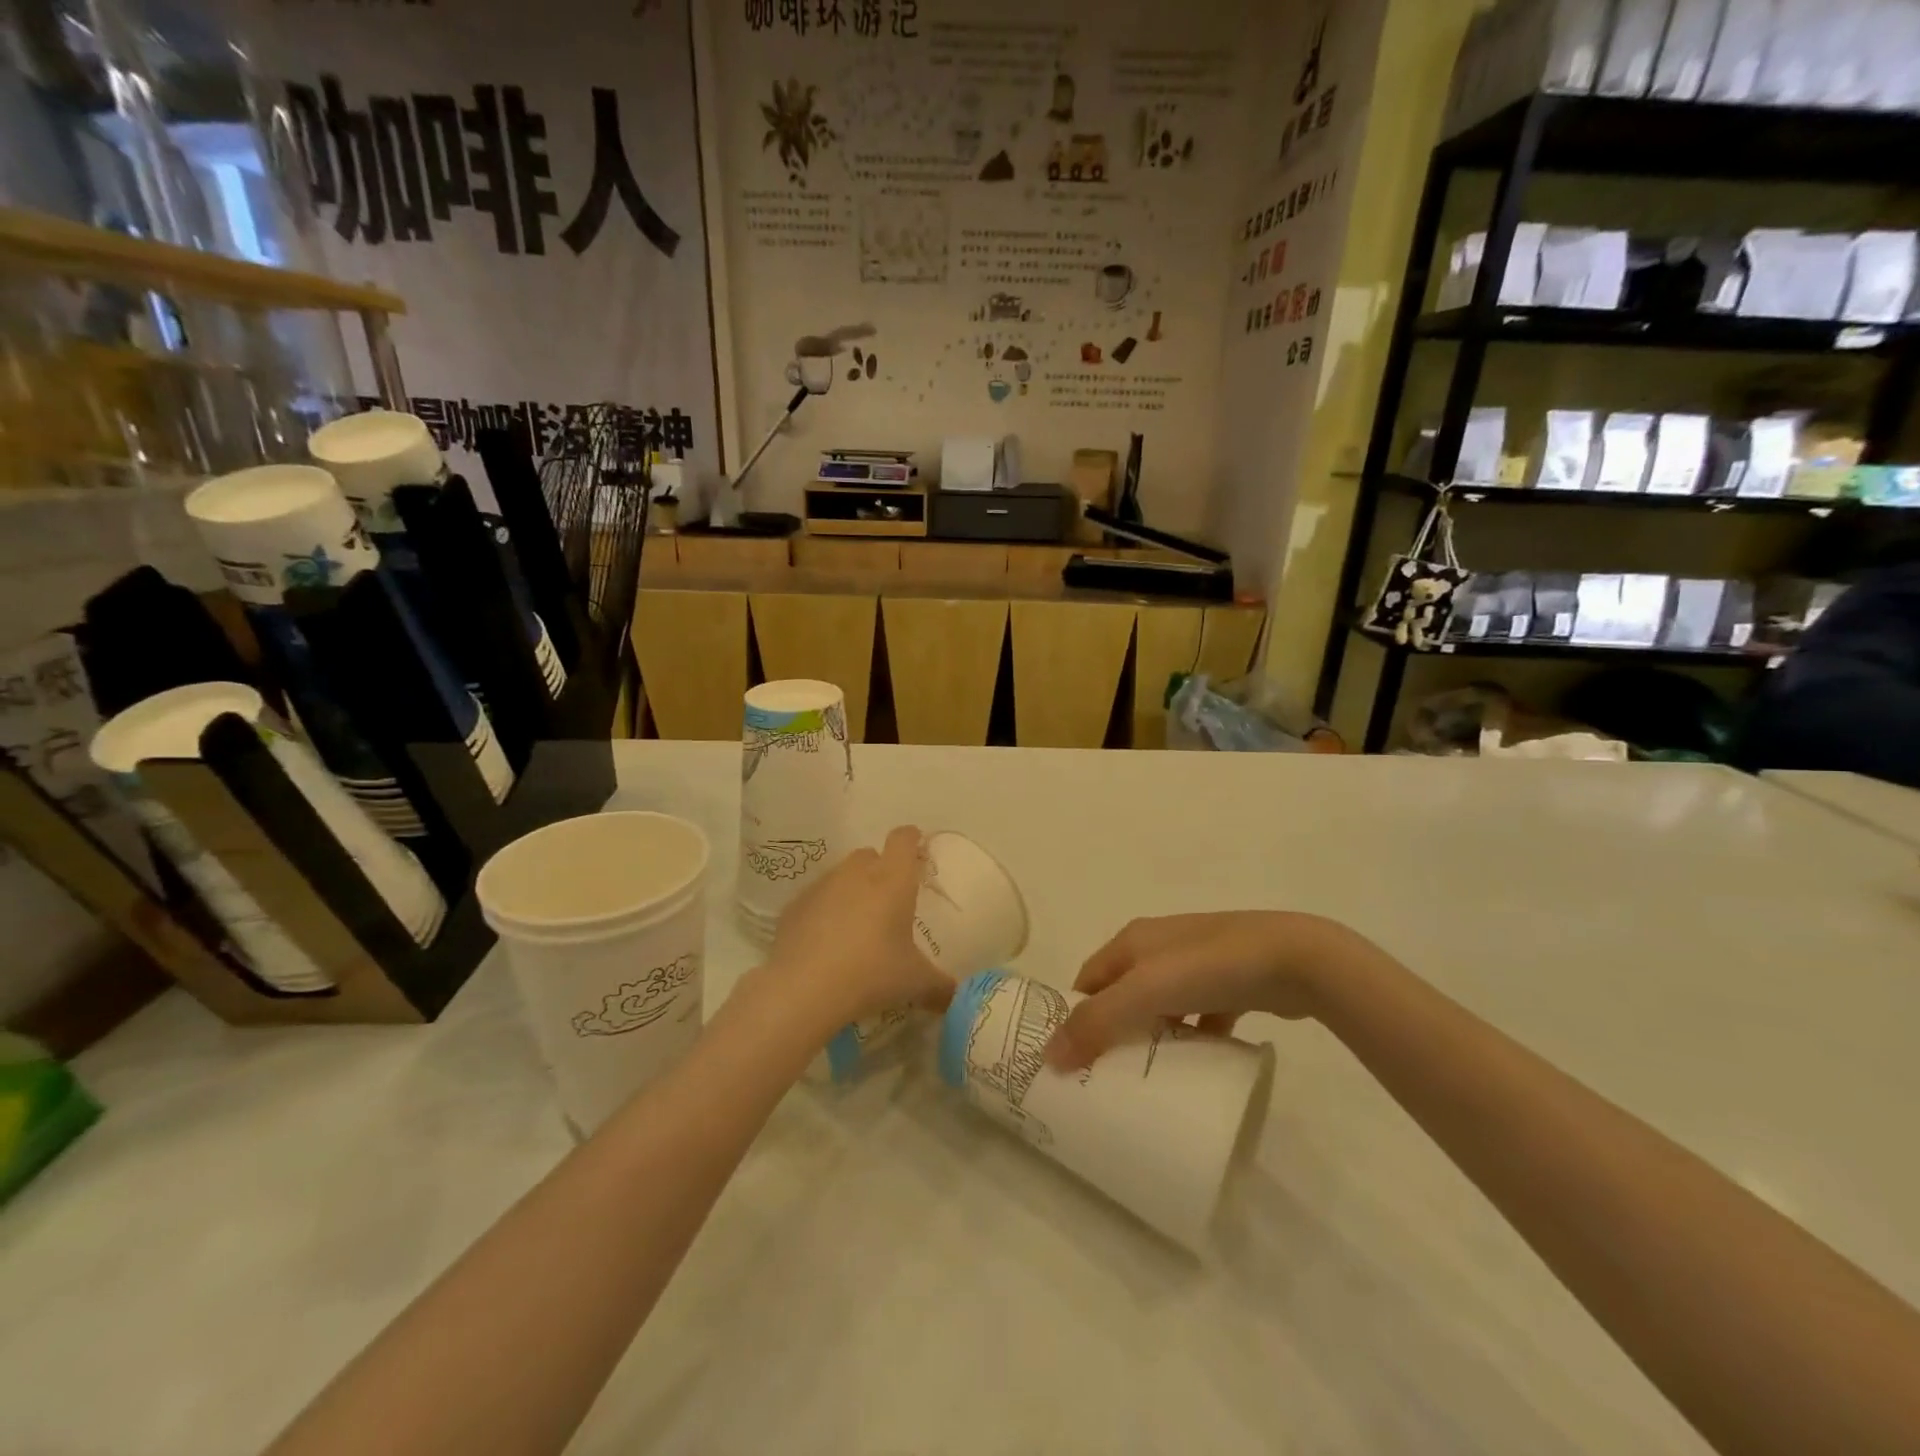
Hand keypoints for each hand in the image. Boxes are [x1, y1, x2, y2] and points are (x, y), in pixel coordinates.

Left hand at [765, 825, 947, 1026]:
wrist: (803, 989)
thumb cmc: (871, 973)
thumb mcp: (915, 982)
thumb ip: (940, 986)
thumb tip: (956, 997)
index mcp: (892, 880)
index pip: (903, 840)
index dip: (911, 840)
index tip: (917, 849)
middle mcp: (856, 873)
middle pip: (869, 854)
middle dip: (879, 868)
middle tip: (888, 899)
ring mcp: (821, 886)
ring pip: (840, 875)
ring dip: (849, 890)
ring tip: (855, 924)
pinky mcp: (794, 906)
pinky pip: (815, 900)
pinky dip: (822, 912)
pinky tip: (824, 942)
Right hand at [1045, 911, 1354, 1068]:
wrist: (1295, 959)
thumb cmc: (1208, 967)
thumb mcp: (1145, 992)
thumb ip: (1097, 1022)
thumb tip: (1049, 1057)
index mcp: (1133, 940)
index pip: (1088, 978)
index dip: (1075, 1014)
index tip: (1069, 1060)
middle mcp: (1159, 946)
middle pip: (1122, 993)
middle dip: (1111, 1030)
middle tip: (1105, 1078)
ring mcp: (1197, 964)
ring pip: (1161, 1006)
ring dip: (1152, 1037)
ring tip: (1146, 1079)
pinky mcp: (1230, 983)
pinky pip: (1199, 1015)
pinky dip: (1192, 1037)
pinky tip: (1197, 1065)